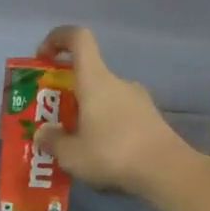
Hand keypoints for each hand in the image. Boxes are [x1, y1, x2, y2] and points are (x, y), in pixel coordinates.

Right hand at [33, 25, 192, 195]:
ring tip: (75, 144)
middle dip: (67, 93)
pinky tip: (100, 155)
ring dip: (87, 114)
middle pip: (88, 75)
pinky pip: (119, 115)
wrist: (166, 171)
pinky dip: (105, 127)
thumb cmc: (112, 154)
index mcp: (96, 81)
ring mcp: (138, 100)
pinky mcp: (150, 119)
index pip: (79, 39)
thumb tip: (43, 132)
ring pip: (104, 98)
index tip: (43, 57)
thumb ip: (53, 141)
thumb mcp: (71, 155)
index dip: (58, 38)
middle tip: (53, 120)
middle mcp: (118, 83)